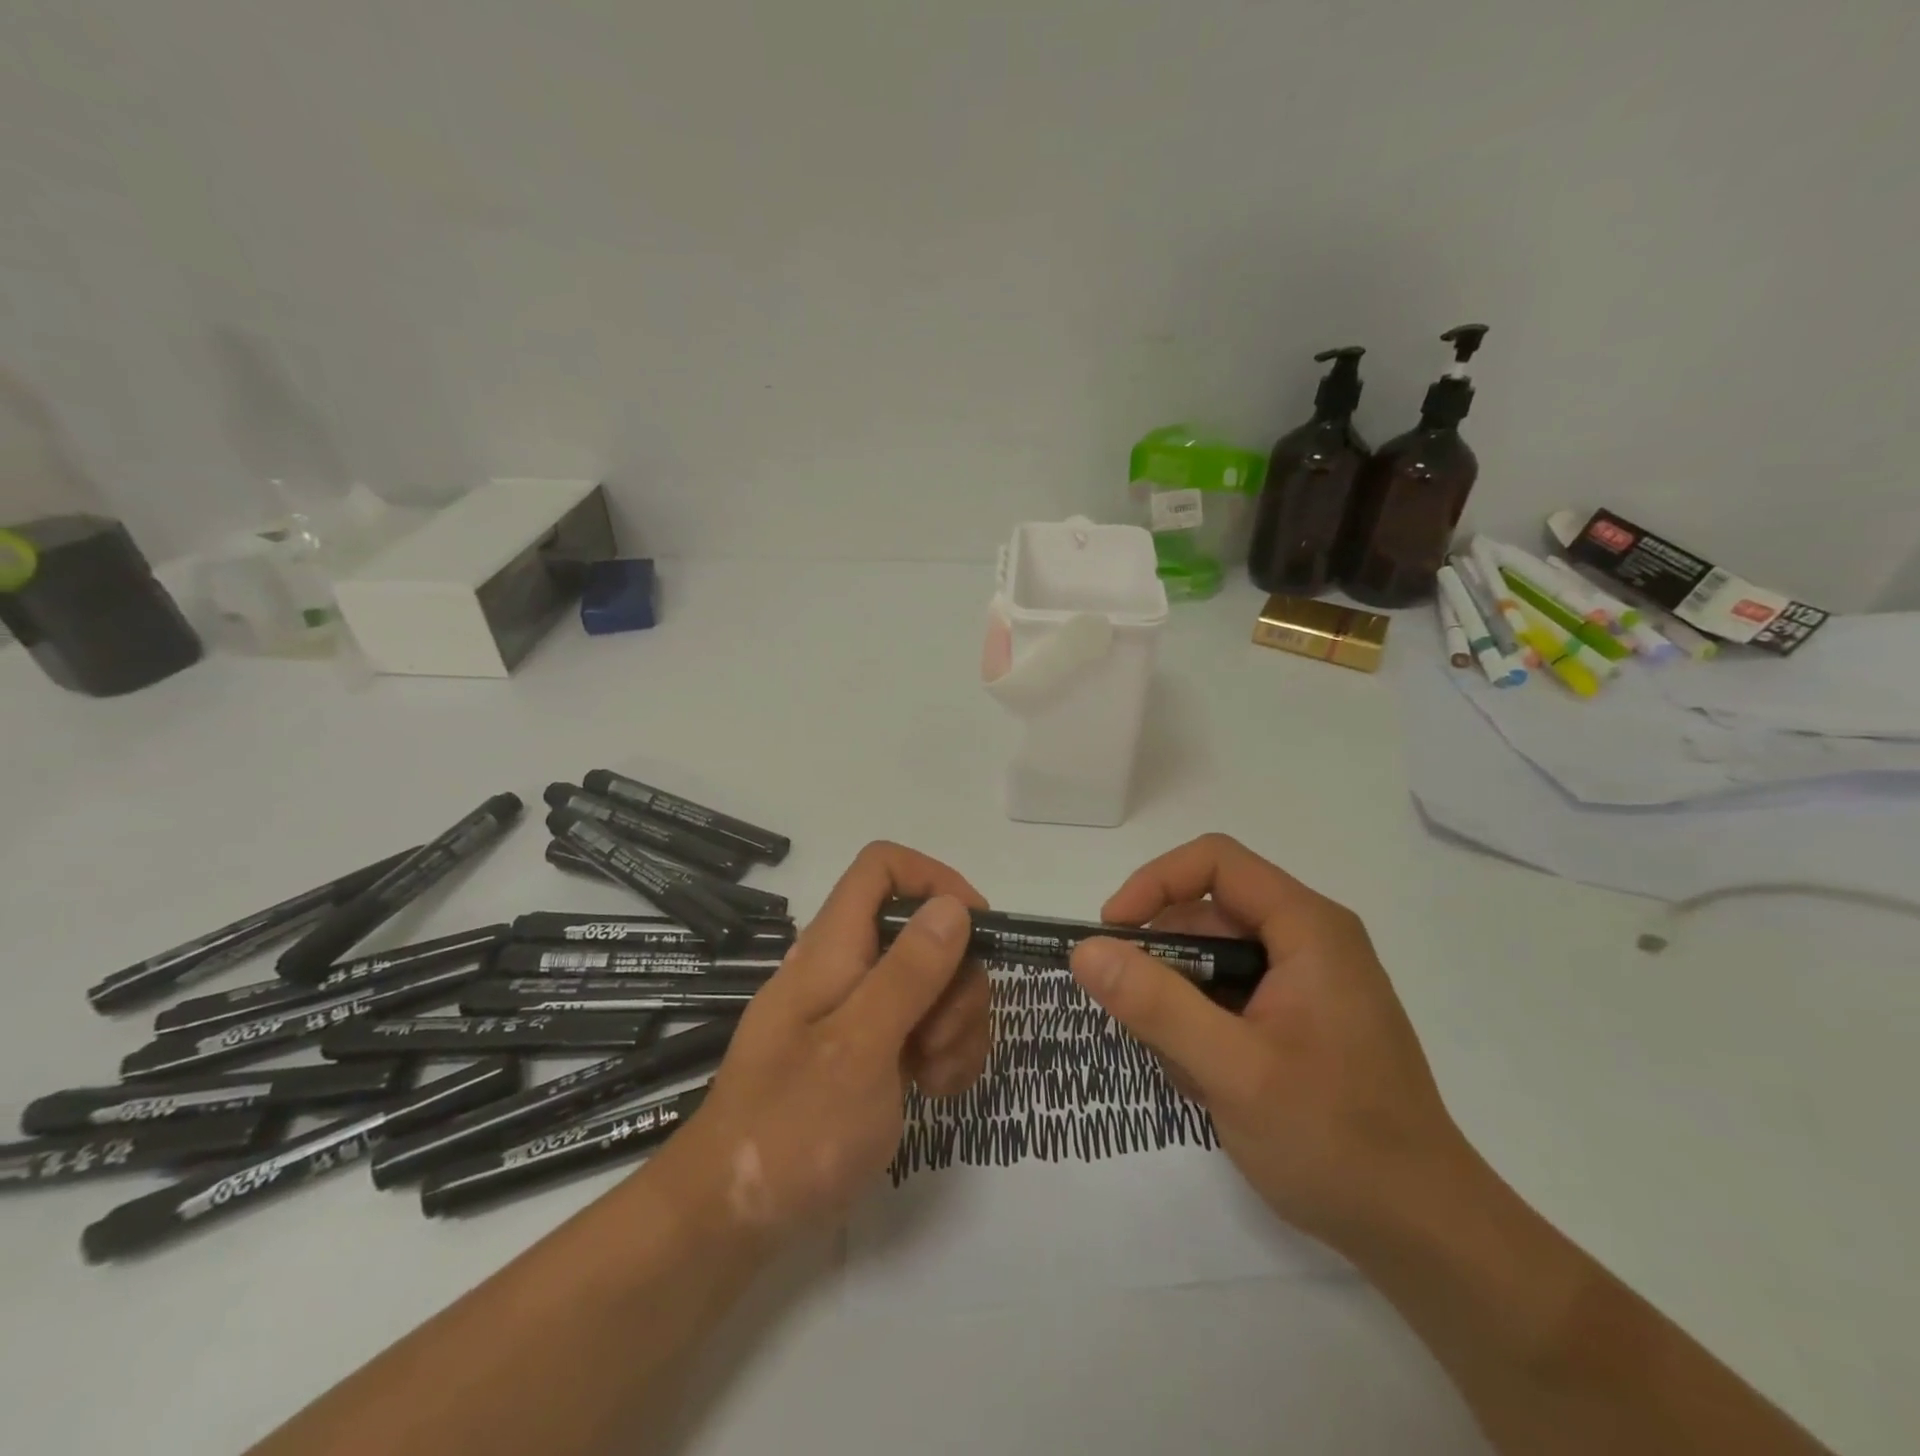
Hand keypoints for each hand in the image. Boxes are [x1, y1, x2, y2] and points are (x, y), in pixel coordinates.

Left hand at [661, 842, 990, 1240]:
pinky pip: (930, 1029)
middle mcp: (850, 968)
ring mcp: (863, 1013)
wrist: (735, 1218)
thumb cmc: (791, 1127)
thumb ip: (908, 973)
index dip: (934, 879)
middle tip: (944, 1035)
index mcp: (835, 947)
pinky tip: (936, 1092)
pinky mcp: (875, 1053)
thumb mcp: (858, 1046)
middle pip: (926, 931)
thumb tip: (952, 906)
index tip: (976, 929)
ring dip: (958, 1024)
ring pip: (937, 983)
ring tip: (936, 1076)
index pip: (883, 868)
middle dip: (958, 977)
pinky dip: (947, 1054)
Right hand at [1069, 834, 1468, 1253]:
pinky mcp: (1300, 1016)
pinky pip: (1229, 995)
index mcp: (1307, 928)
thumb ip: (1156, 1005)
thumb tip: (1085, 951)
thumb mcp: (1233, 1071)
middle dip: (1164, 965)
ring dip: (1180, 1007)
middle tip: (1143, 1025)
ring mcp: (1307, 980)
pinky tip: (1210, 1083)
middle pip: (1207, 915)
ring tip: (1191, 1072)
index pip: (1214, 862)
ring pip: (1211, 961)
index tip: (1112, 935)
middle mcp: (1309, 940)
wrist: (1423, 1231)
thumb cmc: (1335, 1140)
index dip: (1154, 883)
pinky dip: (1202, 1028)